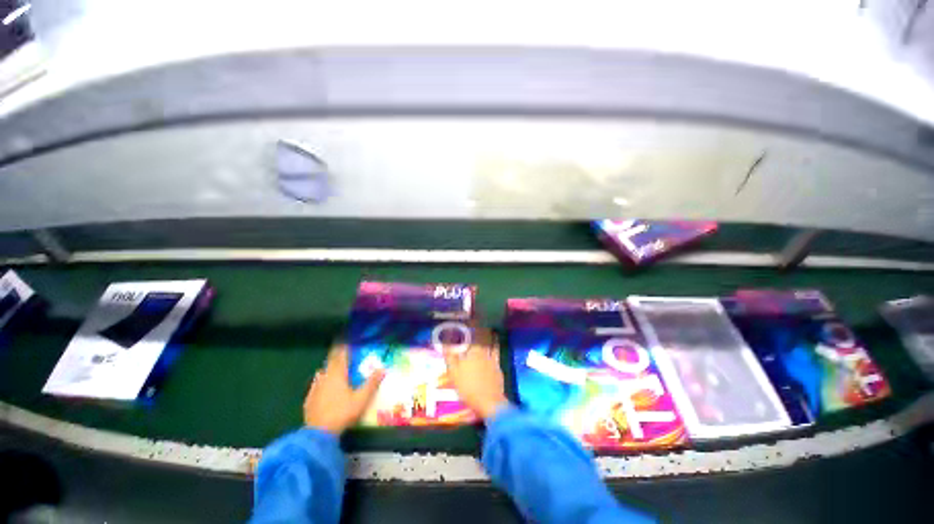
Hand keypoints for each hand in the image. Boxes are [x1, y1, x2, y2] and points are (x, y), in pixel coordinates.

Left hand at [304, 342, 384, 434]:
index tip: (345, 339)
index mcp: (337, 374)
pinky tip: (321, 387)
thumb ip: (372, 382)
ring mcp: (314, 388)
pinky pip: (315, 385)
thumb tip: (383, 368)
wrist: (318, 433)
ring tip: (333, 368)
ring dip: (328, 369)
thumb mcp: (362, 398)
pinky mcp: (309, 399)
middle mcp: (325, 377)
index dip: (343, 347)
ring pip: (321, 373)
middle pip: (330, 362)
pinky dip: (320, 382)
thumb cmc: (342, 412)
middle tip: (341, 351)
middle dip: (336, 356)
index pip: (341, 355)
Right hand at [443, 328, 509, 418]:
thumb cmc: (468, 386)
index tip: (472, 318)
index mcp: (475, 350)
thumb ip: (450, 356)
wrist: (489, 403)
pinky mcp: (499, 370)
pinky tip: (494, 351)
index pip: (475, 333)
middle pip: (485, 337)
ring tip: (490, 332)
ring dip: (491, 337)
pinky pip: (497, 356)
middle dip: (483, 329)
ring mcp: (494, 361)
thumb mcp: (454, 372)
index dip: (474, 324)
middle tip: (480, 324)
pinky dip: (495, 350)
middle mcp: (486, 352)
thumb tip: (444, 342)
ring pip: (493, 345)